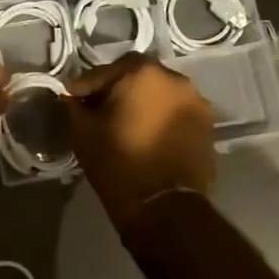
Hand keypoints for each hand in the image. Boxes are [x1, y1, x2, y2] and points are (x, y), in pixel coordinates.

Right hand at [65, 54, 215, 229]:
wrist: (165, 208)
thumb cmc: (119, 163)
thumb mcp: (84, 133)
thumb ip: (75, 107)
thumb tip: (72, 98)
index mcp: (142, 73)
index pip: (104, 71)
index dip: (85, 85)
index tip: (71, 98)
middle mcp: (175, 79)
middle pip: (137, 76)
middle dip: (116, 88)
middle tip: (98, 108)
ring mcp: (196, 102)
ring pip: (159, 93)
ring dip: (141, 101)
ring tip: (124, 122)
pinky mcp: (207, 125)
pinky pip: (175, 112)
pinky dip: (159, 116)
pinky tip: (146, 134)